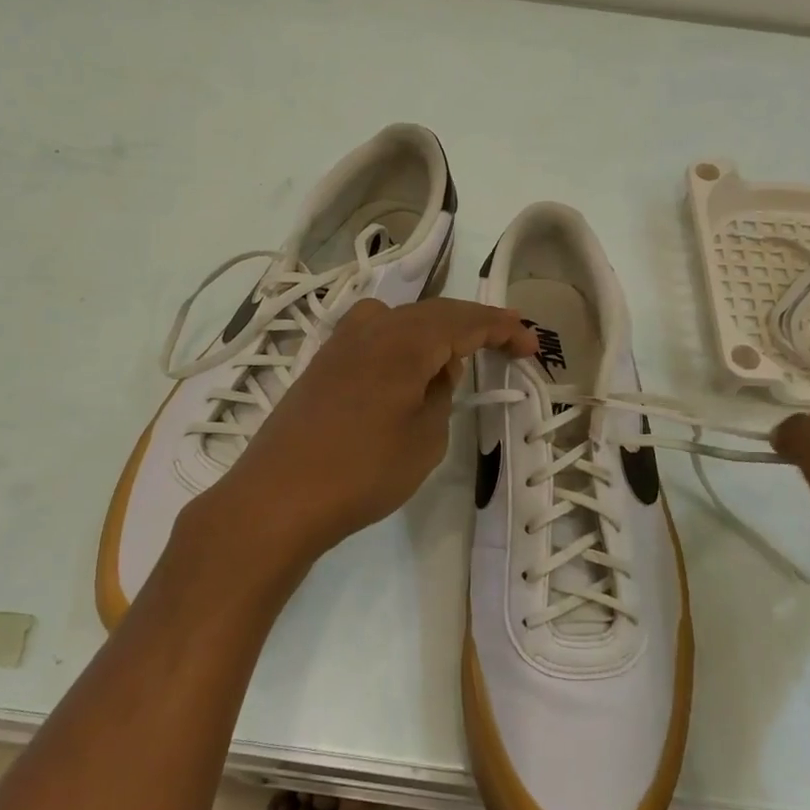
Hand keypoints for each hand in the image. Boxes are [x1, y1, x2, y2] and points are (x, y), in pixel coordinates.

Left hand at [199, 298, 537, 566]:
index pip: (465, 321)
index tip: (531, 343)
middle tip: (507, 340)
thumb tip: (440, 367)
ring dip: (436, 331)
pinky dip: (404, 343)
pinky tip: (408, 369)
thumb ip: (441, 393)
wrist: (278, 497)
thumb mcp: (425, 437)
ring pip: (400, 320)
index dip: (502, 329)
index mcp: (404, 340)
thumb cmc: (363, 470)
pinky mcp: (321, 364)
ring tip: (459, 355)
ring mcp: (340, 343)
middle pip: (433, 313)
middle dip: (473, 325)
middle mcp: (371, 328)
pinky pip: (375, 337)